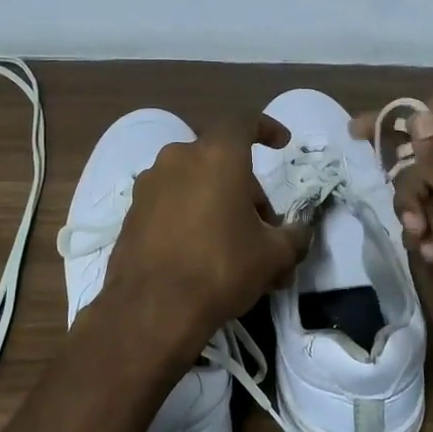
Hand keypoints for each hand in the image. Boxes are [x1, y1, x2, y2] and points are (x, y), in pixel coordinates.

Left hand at [105, 115, 310, 337]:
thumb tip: (301, 233)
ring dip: (217, 201)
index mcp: (216, 155)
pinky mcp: (131, 212)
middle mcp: (178, 158)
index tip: (282, 144)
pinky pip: (171, 202)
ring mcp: (149, 184)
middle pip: (220, 159)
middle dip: (246, 187)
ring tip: (234, 244)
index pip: (244, 122)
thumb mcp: (273, 256)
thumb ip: (294, 237)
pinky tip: (201, 253)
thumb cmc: (220, 268)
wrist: (151, 310)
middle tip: (264, 226)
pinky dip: (190, 215)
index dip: (266, 128)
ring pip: (194, 181)